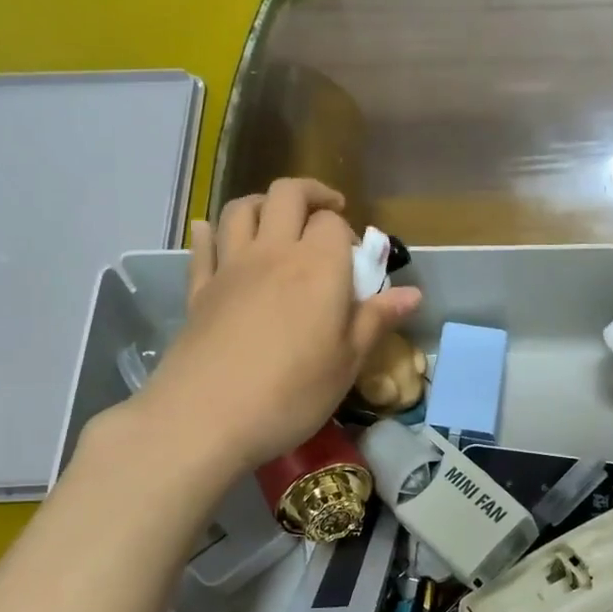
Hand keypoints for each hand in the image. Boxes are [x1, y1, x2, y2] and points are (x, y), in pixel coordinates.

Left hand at [134, 179, 419, 473]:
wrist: (207, 416)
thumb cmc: (292, 393)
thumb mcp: (347, 362)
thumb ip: (377, 320)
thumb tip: (413, 293)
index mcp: (318, 266)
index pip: (333, 223)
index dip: (346, 234)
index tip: (354, 261)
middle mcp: (273, 252)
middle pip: (287, 195)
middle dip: (311, 195)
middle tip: (327, 212)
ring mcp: (230, 267)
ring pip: (241, 209)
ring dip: (263, 203)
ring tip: (277, 220)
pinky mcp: (199, 290)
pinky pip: (203, 245)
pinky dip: (210, 232)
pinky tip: (211, 232)